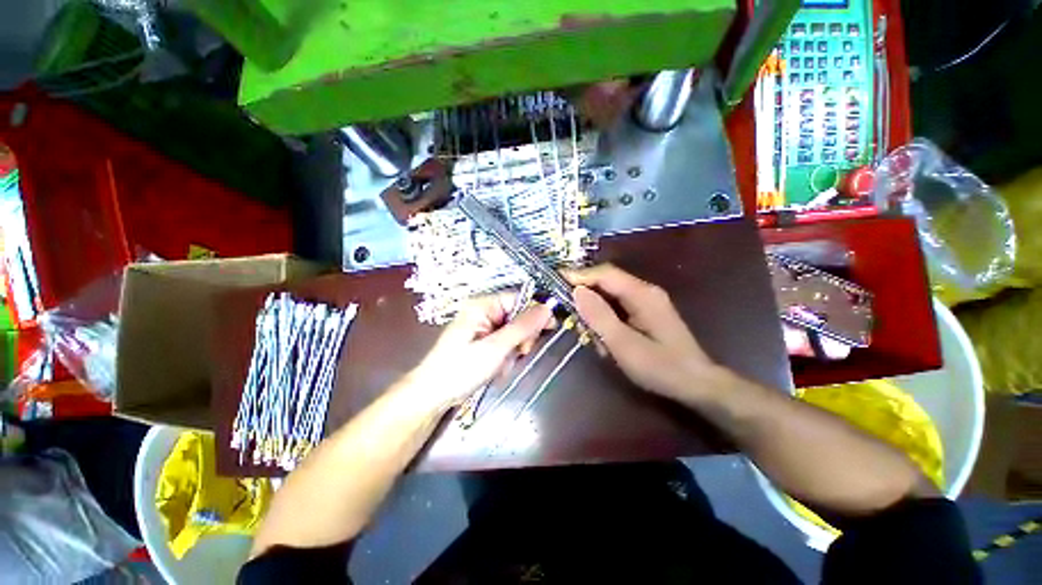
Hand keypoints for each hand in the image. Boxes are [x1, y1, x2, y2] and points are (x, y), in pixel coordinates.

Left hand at [406, 294, 552, 411]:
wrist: (433, 395)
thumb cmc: (460, 369)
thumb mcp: (495, 348)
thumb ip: (523, 327)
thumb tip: (547, 308)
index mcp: (483, 305)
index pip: (518, 299)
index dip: (535, 313)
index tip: (549, 329)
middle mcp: (483, 312)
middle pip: (518, 316)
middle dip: (521, 337)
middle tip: (517, 353)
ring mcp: (482, 327)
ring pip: (513, 333)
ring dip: (514, 350)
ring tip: (502, 364)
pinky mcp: (482, 341)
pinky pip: (504, 344)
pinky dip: (505, 356)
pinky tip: (497, 367)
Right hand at [570, 264, 724, 402]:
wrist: (697, 385)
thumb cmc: (661, 367)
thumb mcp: (624, 344)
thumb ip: (599, 316)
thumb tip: (577, 291)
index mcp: (642, 294)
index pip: (605, 274)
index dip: (579, 275)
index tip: (555, 281)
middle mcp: (644, 291)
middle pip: (606, 283)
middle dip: (585, 298)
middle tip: (570, 317)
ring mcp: (645, 302)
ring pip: (609, 296)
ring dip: (594, 313)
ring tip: (588, 336)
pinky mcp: (644, 313)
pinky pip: (617, 308)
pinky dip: (605, 320)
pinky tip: (603, 339)